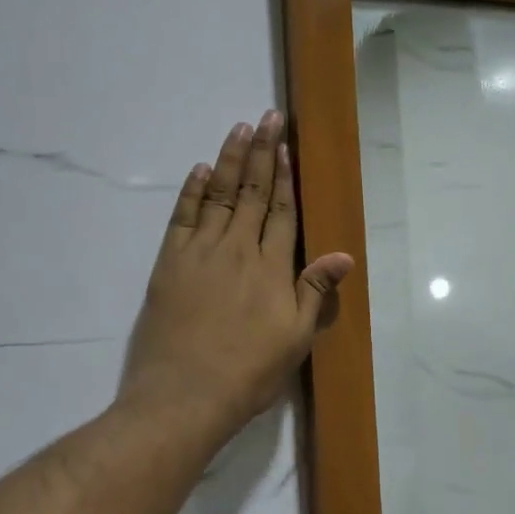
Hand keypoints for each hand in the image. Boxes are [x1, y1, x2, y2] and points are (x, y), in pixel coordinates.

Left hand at [119, 111, 353, 442]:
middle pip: (251, 193)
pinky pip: (182, 216)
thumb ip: (316, 291)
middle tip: (267, 118)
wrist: (186, 394)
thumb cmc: (249, 372)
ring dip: (228, 160)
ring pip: (217, 195)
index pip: (281, 212)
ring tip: (238, 129)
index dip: (285, 177)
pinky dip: (191, 191)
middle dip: (261, 153)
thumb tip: (345, 255)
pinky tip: (198, 170)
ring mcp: (200, 253)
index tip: (286, 146)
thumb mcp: (295, 338)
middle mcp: (237, 249)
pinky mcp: (170, 263)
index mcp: (272, 268)